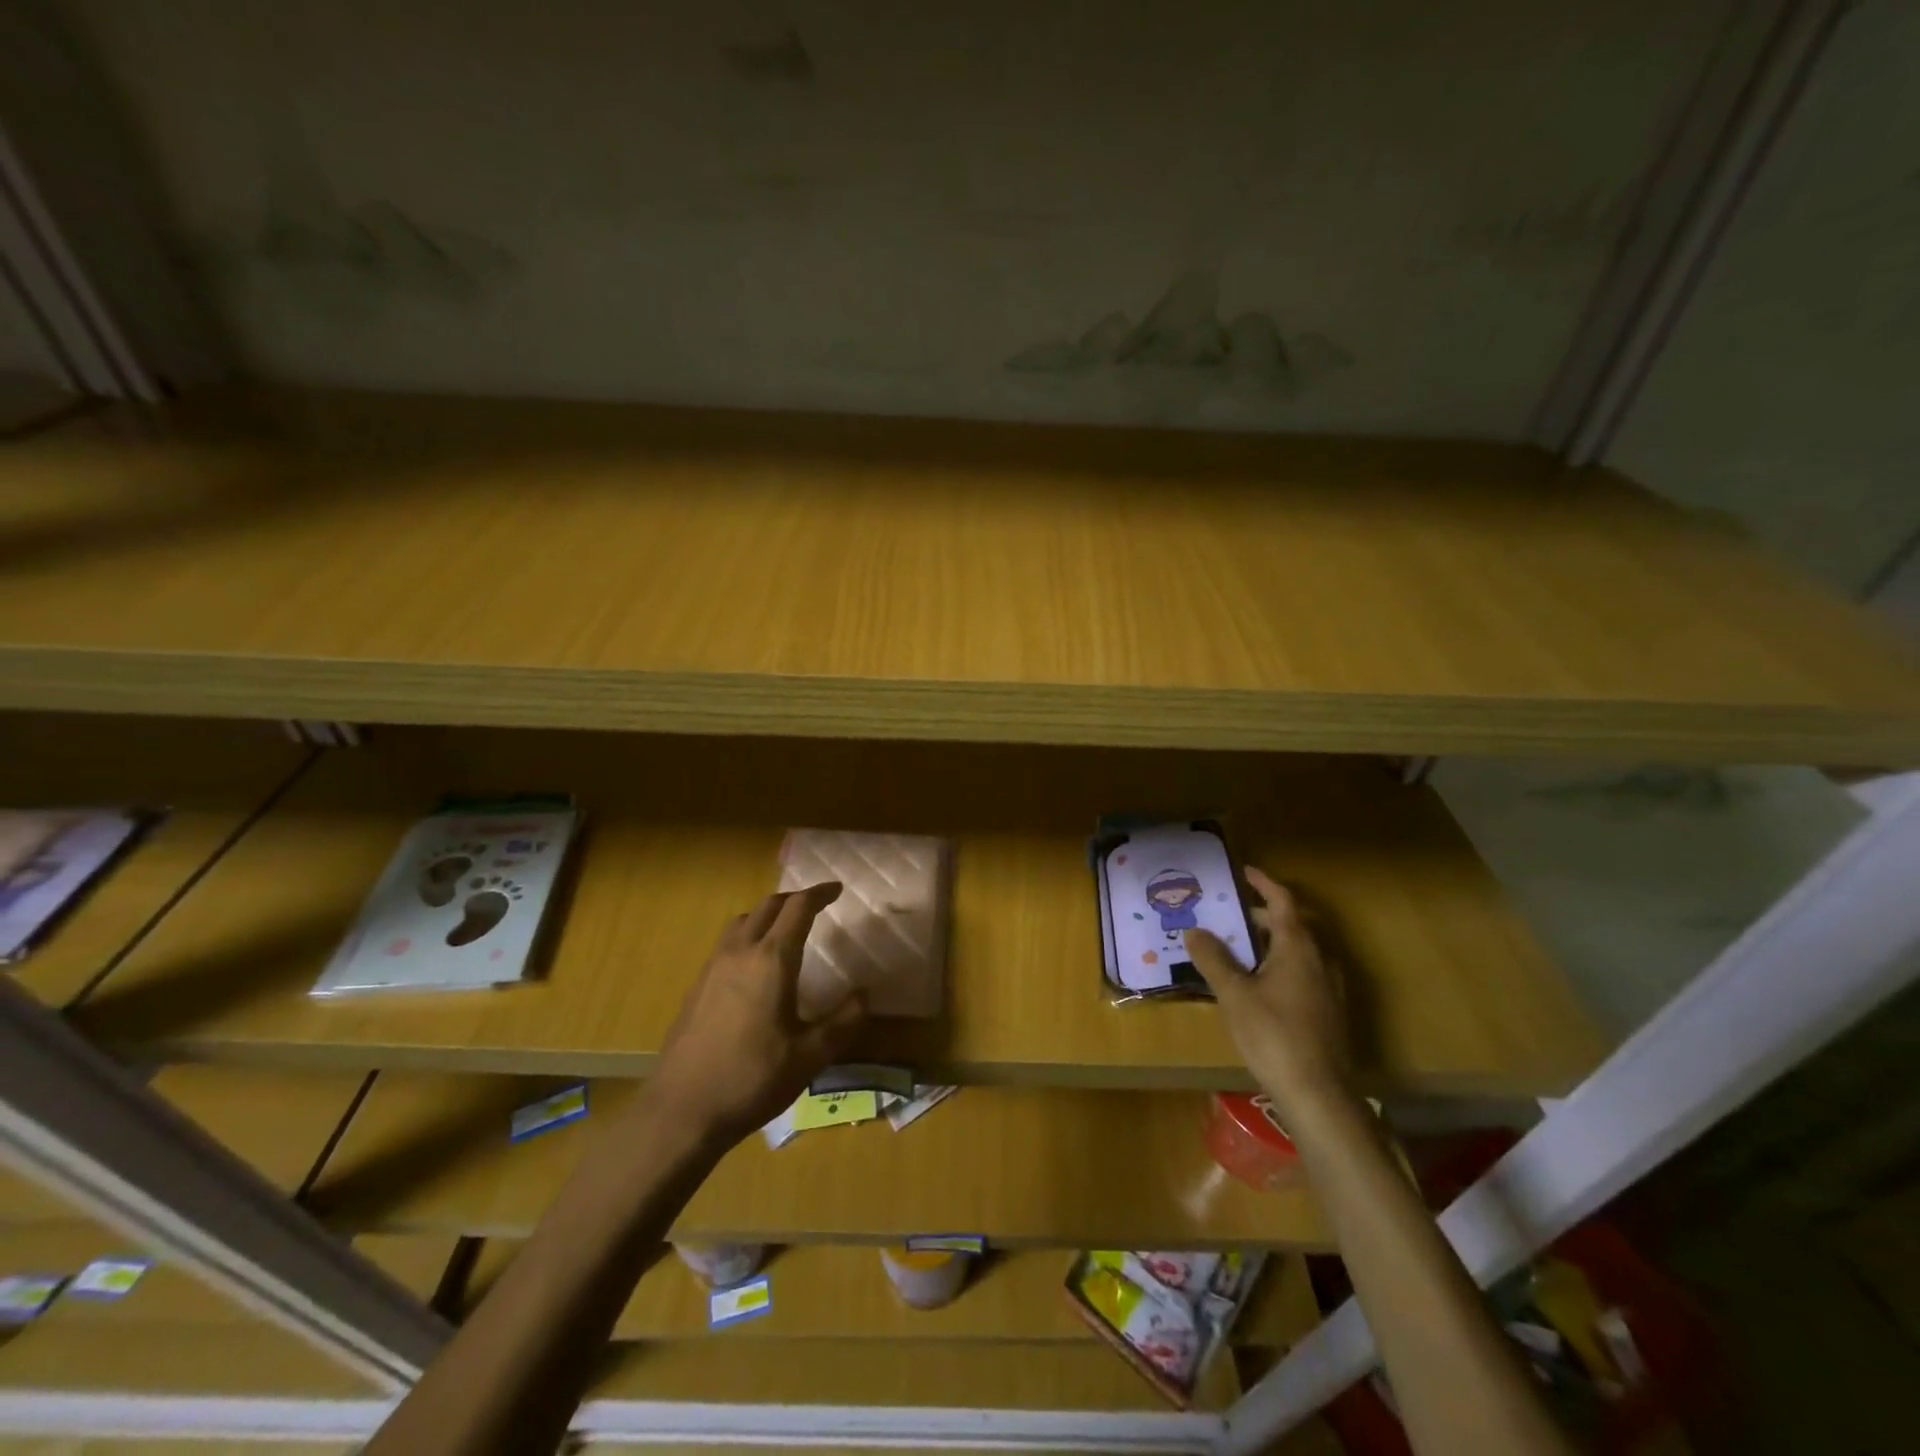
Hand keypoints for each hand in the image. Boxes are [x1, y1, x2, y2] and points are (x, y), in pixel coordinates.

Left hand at [646, 883, 867, 1145]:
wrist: (681, 1111)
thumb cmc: (752, 1079)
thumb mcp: (810, 1056)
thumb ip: (843, 1021)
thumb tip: (864, 994)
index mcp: (771, 960)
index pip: (798, 908)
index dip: (819, 894)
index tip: (837, 890)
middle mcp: (740, 952)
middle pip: (768, 906)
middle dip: (794, 899)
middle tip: (815, 906)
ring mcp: (713, 968)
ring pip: (742, 921)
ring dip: (767, 915)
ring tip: (785, 930)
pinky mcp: (696, 987)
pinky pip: (727, 944)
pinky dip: (748, 936)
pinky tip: (754, 968)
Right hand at [1184, 866, 1350, 1114]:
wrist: (1319, 1095)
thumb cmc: (1274, 1035)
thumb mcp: (1234, 994)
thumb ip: (1213, 959)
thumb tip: (1193, 930)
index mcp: (1299, 948)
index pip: (1284, 901)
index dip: (1264, 883)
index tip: (1243, 872)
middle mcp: (1320, 960)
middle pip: (1293, 925)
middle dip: (1262, 915)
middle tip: (1230, 914)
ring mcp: (1329, 988)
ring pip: (1299, 950)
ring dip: (1271, 941)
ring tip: (1238, 947)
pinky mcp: (1329, 1011)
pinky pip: (1303, 972)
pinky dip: (1279, 964)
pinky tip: (1258, 984)